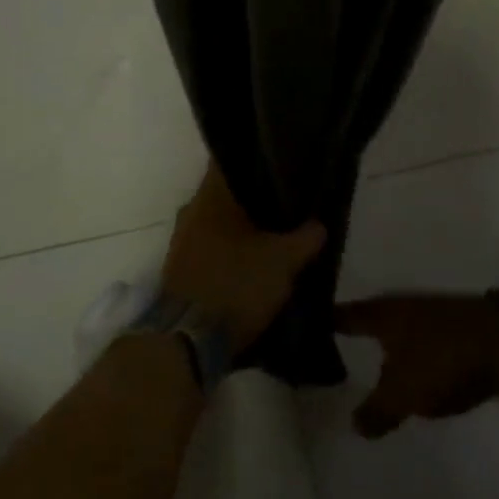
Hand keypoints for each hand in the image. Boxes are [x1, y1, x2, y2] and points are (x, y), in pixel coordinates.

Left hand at [161, 165, 325, 355]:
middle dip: (254, 198)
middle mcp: (191, 212)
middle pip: (226, 194)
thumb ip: (305, 237)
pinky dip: (231, 252)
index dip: (254, 157)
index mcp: (210, 197)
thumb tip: (318, 223)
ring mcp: (182, 243)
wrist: (187, 341)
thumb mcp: (283, 261)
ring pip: (218, 223)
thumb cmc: (236, 284)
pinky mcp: (180, 271)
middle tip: (286, 202)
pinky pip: (212, 249)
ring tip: (275, 234)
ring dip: (242, 228)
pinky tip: (254, 262)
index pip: (229, 160)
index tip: (278, 161)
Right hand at [333, 291, 498, 438]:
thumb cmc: (442, 360)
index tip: (305, 323)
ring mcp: (434, 312)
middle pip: (372, 317)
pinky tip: (413, 368)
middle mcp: (404, 305)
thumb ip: (376, 411)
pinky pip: (424, 338)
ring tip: (373, 361)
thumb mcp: (402, 395)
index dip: (325, 321)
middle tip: (336, 346)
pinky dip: (413, 351)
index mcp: (383, 314)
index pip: (344, 315)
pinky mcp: (458, 325)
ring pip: (400, 327)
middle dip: (357, 330)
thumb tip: (355, 424)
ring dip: (387, 342)